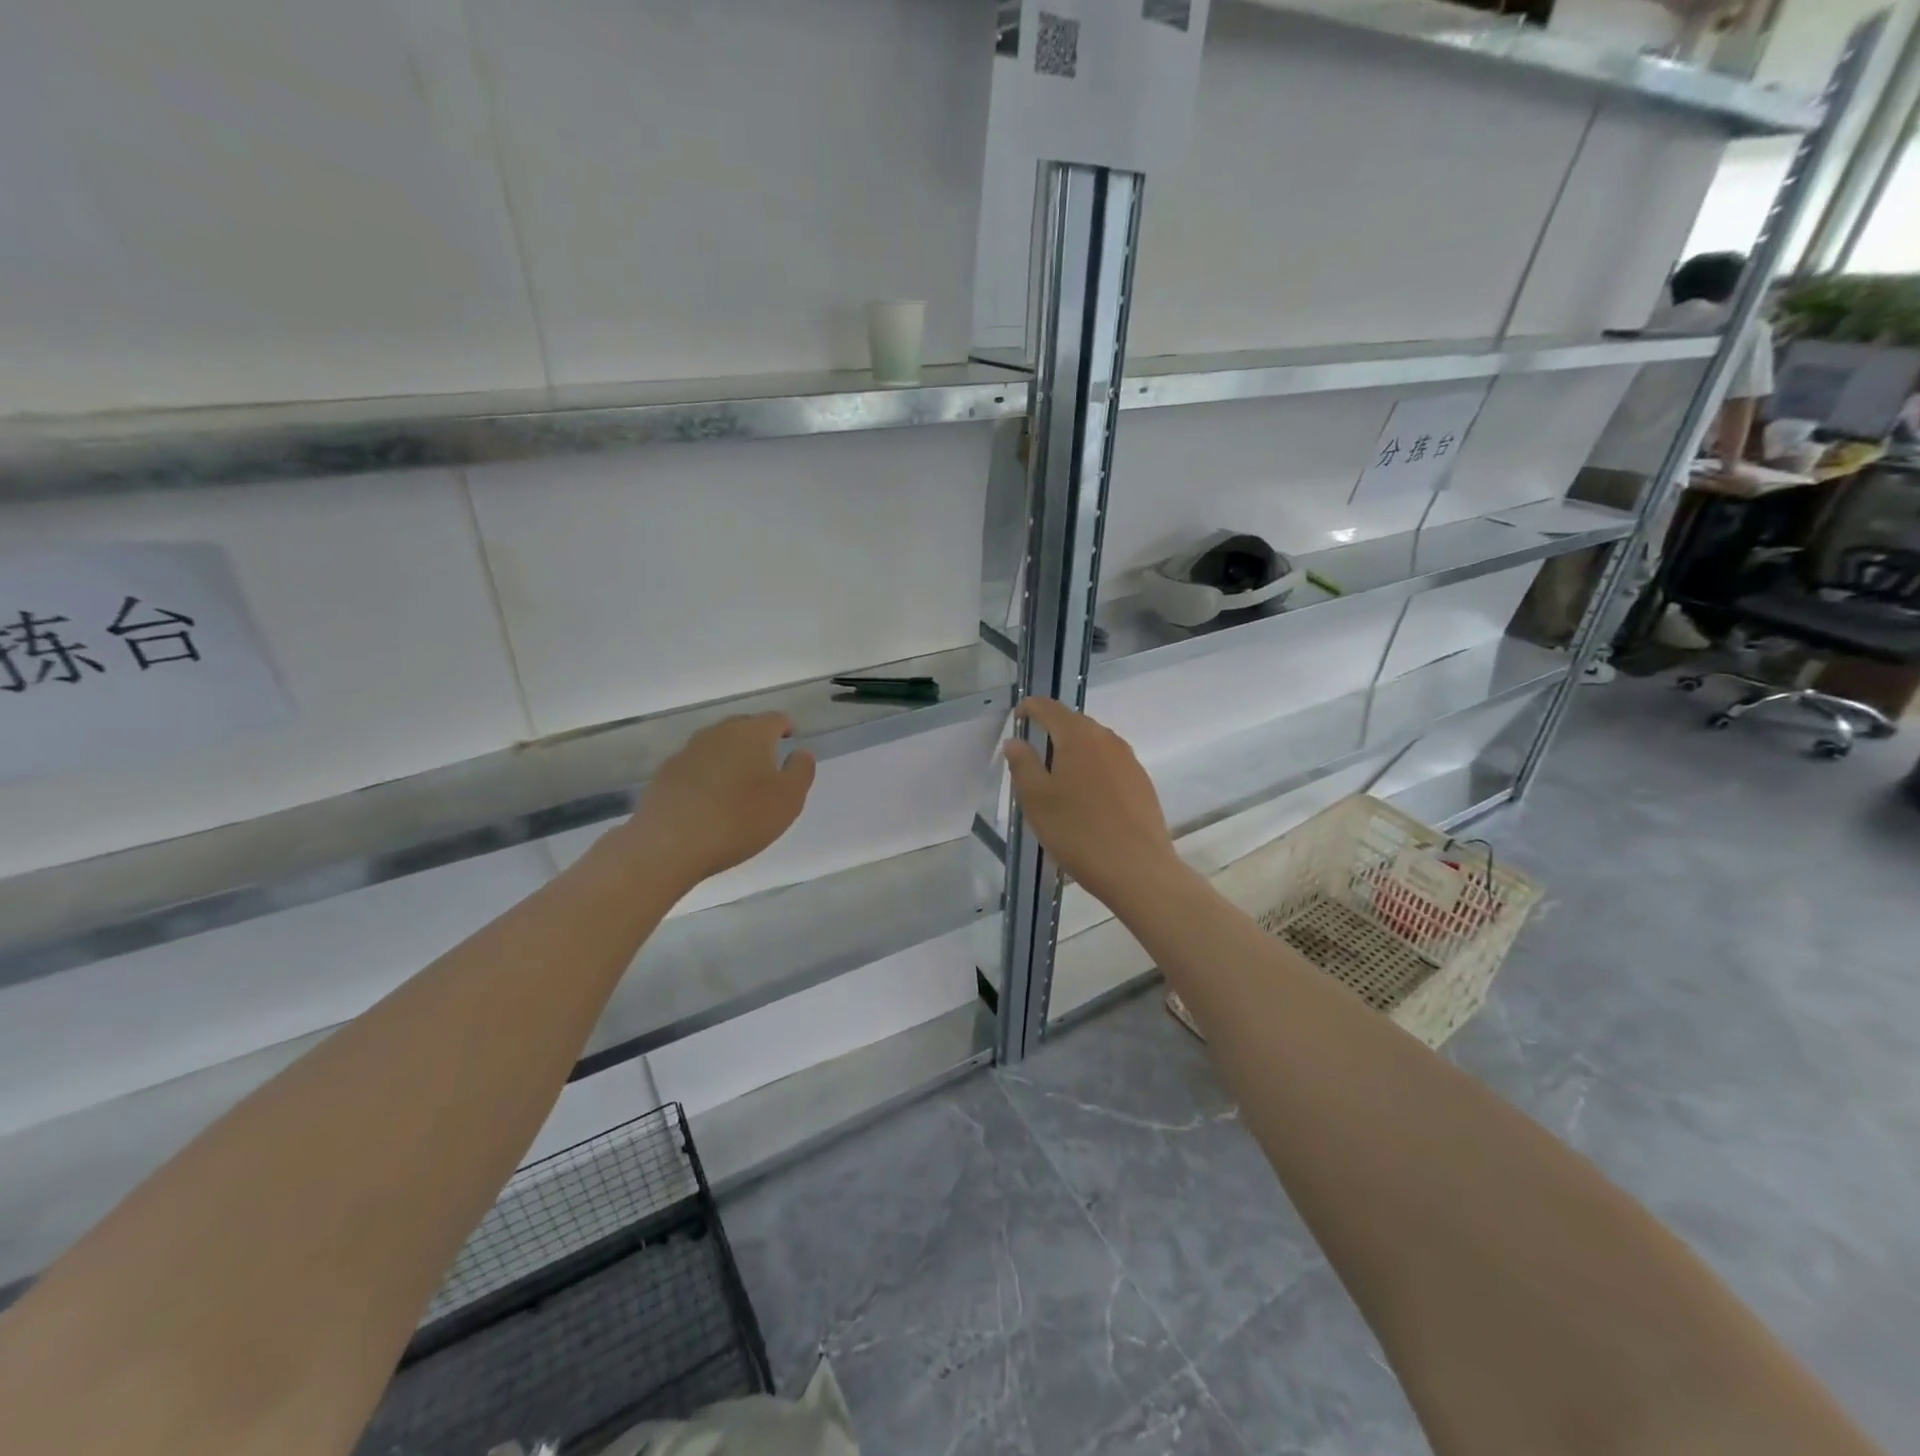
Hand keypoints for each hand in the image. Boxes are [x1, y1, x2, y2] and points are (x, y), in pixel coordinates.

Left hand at [618, 713, 815, 888]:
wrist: (668, 844)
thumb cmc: (739, 819)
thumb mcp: (788, 800)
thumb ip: (801, 771)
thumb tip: (801, 751)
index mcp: (752, 733)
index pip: (775, 719)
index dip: (786, 727)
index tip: (791, 739)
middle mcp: (718, 733)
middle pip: (743, 728)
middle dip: (757, 741)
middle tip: (768, 763)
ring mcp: (687, 752)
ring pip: (717, 746)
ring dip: (730, 758)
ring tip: (739, 783)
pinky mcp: (665, 774)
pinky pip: (695, 767)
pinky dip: (707, 776)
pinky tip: (709, 800)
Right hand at [1003, 698, 1179, 904]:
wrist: (1137, 869)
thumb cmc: (1078, 832)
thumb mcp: (1037, 800)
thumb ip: (1023, 764)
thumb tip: (1015, 740)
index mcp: (1078, 736)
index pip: (1050, 708)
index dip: (1030, 708)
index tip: (1018, 716)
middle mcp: (1107, 739)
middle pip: (1075, 723)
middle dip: (1052, 730)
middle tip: (1033, 751)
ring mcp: (1129, 760)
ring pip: (1094, 744)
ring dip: (1074, 751)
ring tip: (1057, 776)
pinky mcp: (1142, 782)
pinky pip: (1110, 763)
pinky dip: (1092, 769)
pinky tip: (1086, 796)